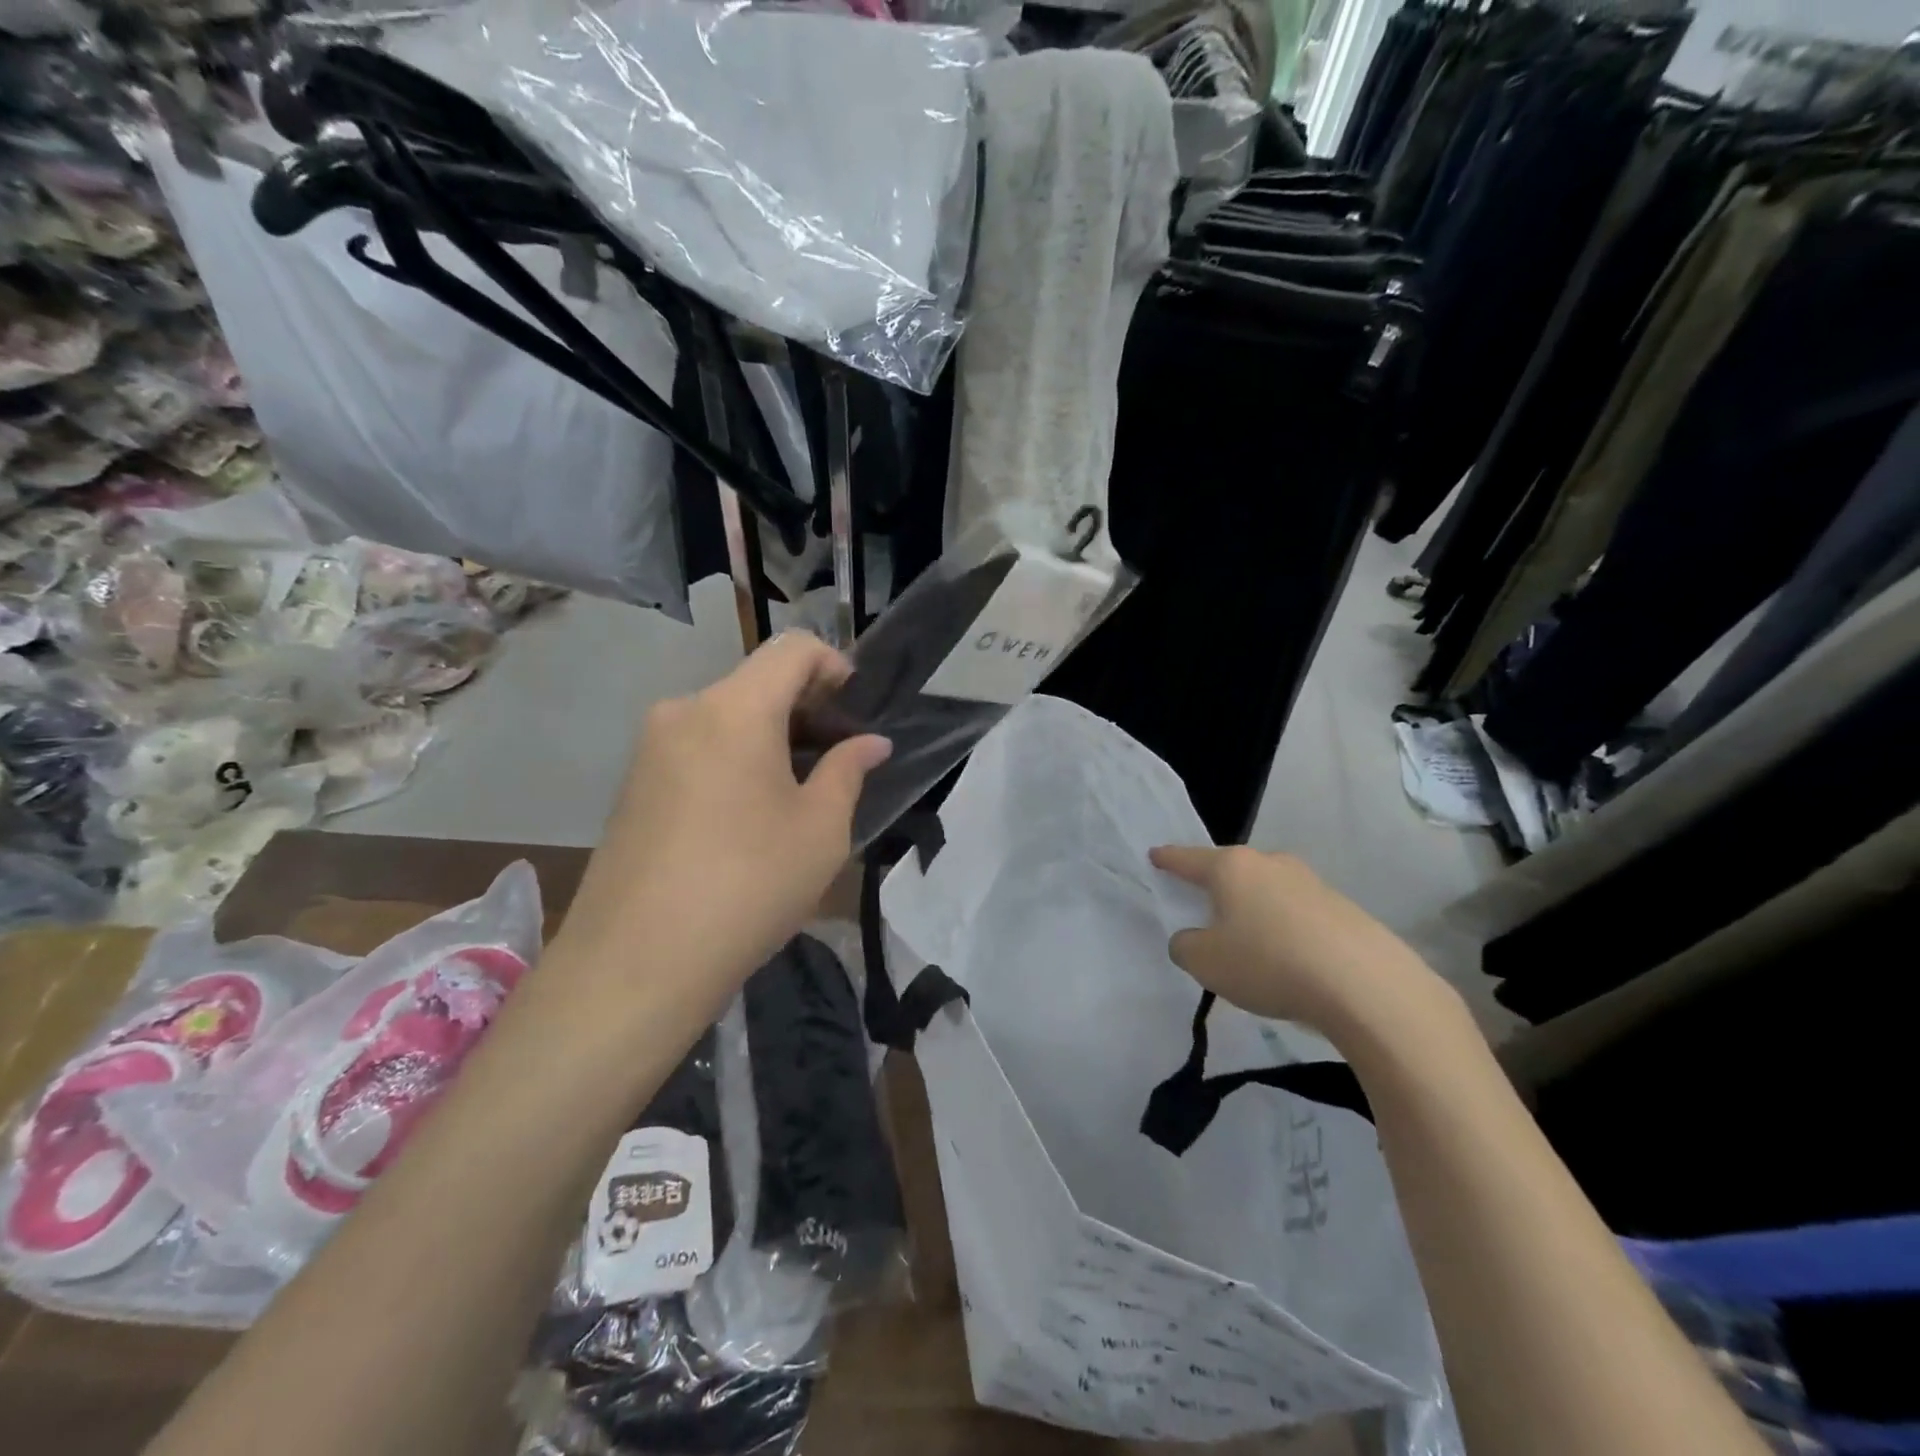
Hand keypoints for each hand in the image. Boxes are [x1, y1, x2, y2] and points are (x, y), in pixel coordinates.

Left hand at [560, 633, 890, 1008]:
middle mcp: (684, 711)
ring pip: (725, 717)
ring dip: (770, 736)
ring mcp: (649, 748)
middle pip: (756, 682)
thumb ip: (848, 771)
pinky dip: (734, 759)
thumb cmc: (748, 886)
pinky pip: (696, 748)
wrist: (636, 963)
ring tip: (798, 791)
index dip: (834, 665)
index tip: (856, 710)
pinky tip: (748, 814)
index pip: (792, 649)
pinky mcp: (632, 784)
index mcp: (734, 709)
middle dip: (805, 707)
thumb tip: (870, 743)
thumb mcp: (820, 830)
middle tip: (838, 758)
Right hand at [1149, 845, 1453, 1046]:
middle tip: (1203, 907)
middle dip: (1215, 886)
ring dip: (1254, 910)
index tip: (1155, 855)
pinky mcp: (1342, 908)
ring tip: (1249, 943)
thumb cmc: (1268, 963)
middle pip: (1231, 871)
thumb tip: (1193, 938)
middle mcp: (1270, 863)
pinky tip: (1289, 959)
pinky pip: (1297, 913)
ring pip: (1266, 891)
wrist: (1365, 985)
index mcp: (1231, 867)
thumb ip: (1186, 946)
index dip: (1168, 859)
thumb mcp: (1205, 962)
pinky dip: (1284, 929)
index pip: (1188, 859)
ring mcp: (1311, 882)